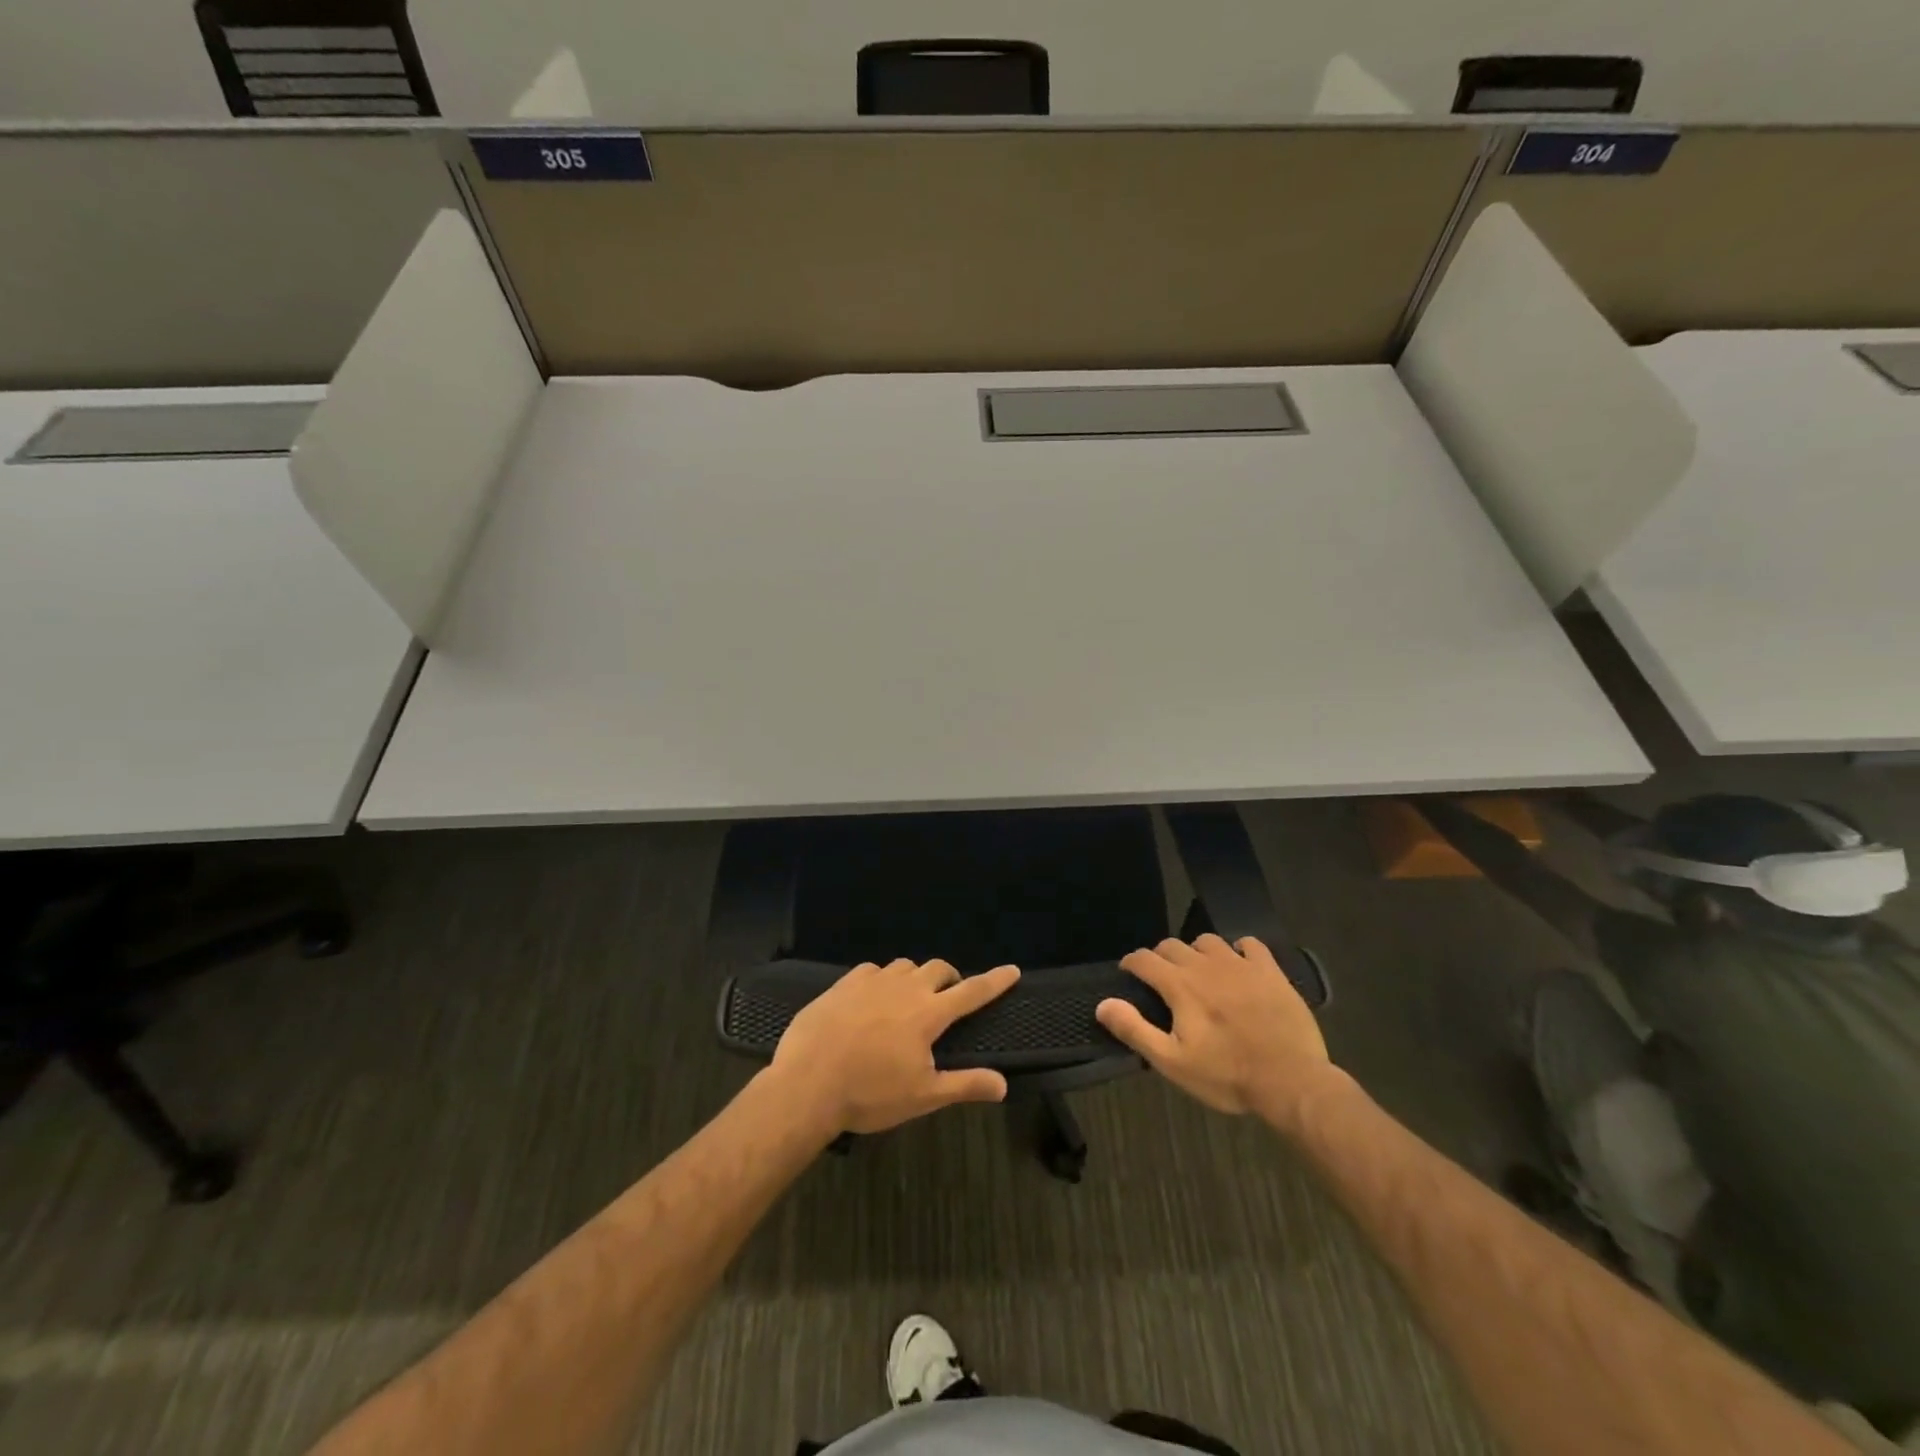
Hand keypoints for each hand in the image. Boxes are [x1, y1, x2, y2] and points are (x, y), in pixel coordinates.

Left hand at [769, 959, 1020, 1135]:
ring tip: (909, 999)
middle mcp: (905, 988)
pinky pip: (872, 971)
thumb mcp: (922, 1096)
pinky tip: (872, 997)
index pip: (972, 991)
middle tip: (950, 996)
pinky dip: (881, 980)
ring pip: (904, 966)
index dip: (995, 981)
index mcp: (928, 1014)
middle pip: (938, 969)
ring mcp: (872, 981)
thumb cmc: (870, 1094)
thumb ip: (965, 1085)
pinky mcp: (844, 983)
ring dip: (915, 977)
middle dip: (950, 978)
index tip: (1012, 970)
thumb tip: (1003, 1084)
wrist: (808, 1083)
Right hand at [1096, 934, 1330, 1116]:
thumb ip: (1135, 1029)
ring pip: (1207, 940)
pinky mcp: (1270, 971)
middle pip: (1172, 945)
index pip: (1144, 959)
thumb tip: (1103, 1004)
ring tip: (1199, 971)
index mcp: (1179, 985)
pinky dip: (1238, 949)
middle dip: (1160, 957)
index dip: (1131, 964)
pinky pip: (1249, 944)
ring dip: (1196, 952)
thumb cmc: (1227, 1076)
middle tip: (1162, 979)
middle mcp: (1205, 965)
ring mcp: (1241, 964)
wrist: (1292, 1082)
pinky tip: (1239, 965)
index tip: (1128, 974)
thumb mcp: (1172, 1062)